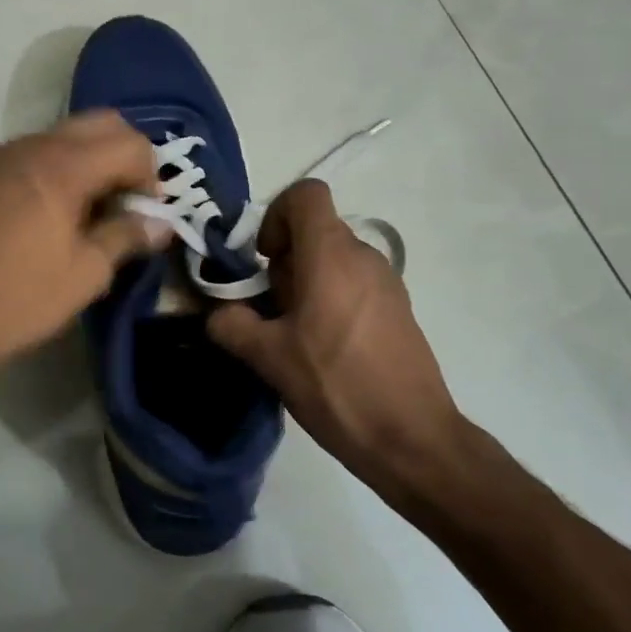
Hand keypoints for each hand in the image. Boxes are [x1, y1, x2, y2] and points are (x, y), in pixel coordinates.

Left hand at [0, 111, 169, 377]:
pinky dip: (57, 170)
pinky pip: (32, 154)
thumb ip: (127, 237)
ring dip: (90, 162)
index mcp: (63, 166)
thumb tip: (160, 223)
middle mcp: (31, 146)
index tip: (147, 217)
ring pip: (63, 136)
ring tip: (91, 213)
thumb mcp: (85, 275)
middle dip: (125, 156)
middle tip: (126, 204)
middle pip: (99, 124)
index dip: (151, 177)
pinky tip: (52, 214)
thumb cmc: (17, 300)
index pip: (130, 144)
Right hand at [207, 179, 466, 499]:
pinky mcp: (398, 309)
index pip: (305, 194)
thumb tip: (219, 314)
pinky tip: (324, 350)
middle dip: (283, 261)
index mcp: (331, 255)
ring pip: (333, 260)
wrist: (412, 437)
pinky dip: (330, 300)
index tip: (263, 260)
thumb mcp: (269, 358)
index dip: (275, 216)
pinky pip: (354, 284)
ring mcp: (387, 282)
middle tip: (271, 310)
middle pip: (315, 231)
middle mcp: (364, 256)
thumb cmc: (336, 386)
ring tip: (295, 336)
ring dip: (305, 284)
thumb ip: (232, 325)